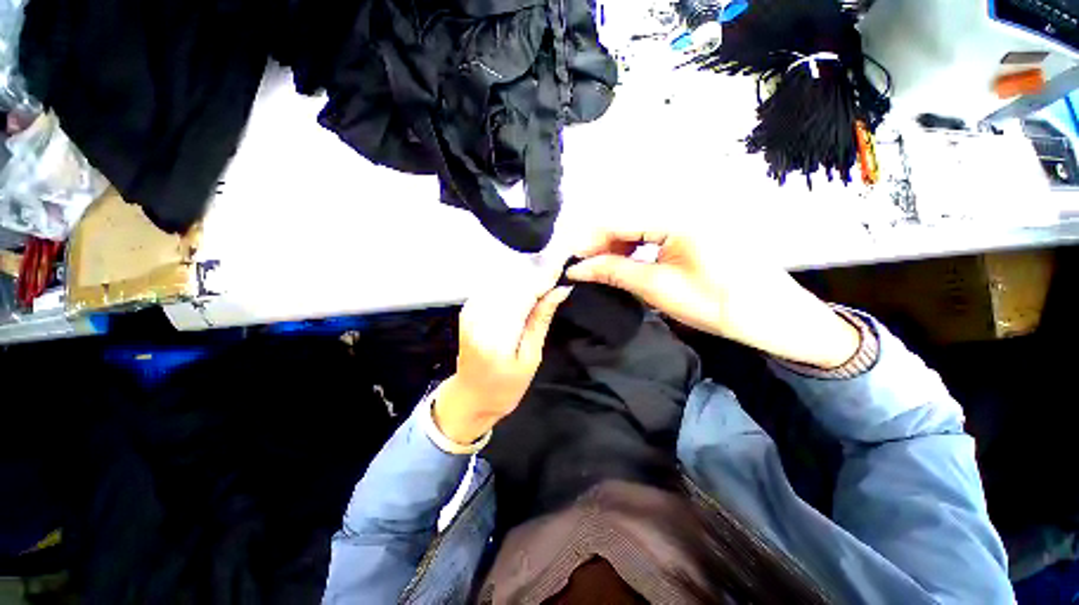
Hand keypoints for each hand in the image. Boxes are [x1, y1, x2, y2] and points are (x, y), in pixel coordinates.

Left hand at [433, 271, 572, 444]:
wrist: (471, 396)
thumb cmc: (505, 387)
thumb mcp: (531, 358)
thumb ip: (541, 320)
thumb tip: (559, 290)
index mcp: (496, 335)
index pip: (524, 293)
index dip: (544, 276)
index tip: (563, 263)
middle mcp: (479, 316)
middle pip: (511, 280)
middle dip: (536, 270)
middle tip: (558, 265)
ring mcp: (470, 310)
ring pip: (501, 278)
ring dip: (524, 272)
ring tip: (545, 272)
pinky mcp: (468, 308)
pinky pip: (493, 284)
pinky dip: (511, 278)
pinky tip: (525, 281)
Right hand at [566, 227, 859, 368]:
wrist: (772, 315)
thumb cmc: (715, 303)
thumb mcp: (657, 288)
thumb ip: (614, 271)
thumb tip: (577, 268)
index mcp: (676, 216)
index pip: (617, 220)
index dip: (589, 240)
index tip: (570, 260)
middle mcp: (681, 207)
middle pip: (627, 219)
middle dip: (600, 243)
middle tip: (583, 267)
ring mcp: (690, 216)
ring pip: (639, 226)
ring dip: (616, 245)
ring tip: (601, 267)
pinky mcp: (694, 228)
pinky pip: (654, 232)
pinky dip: (635, 247)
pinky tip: (625, 261)